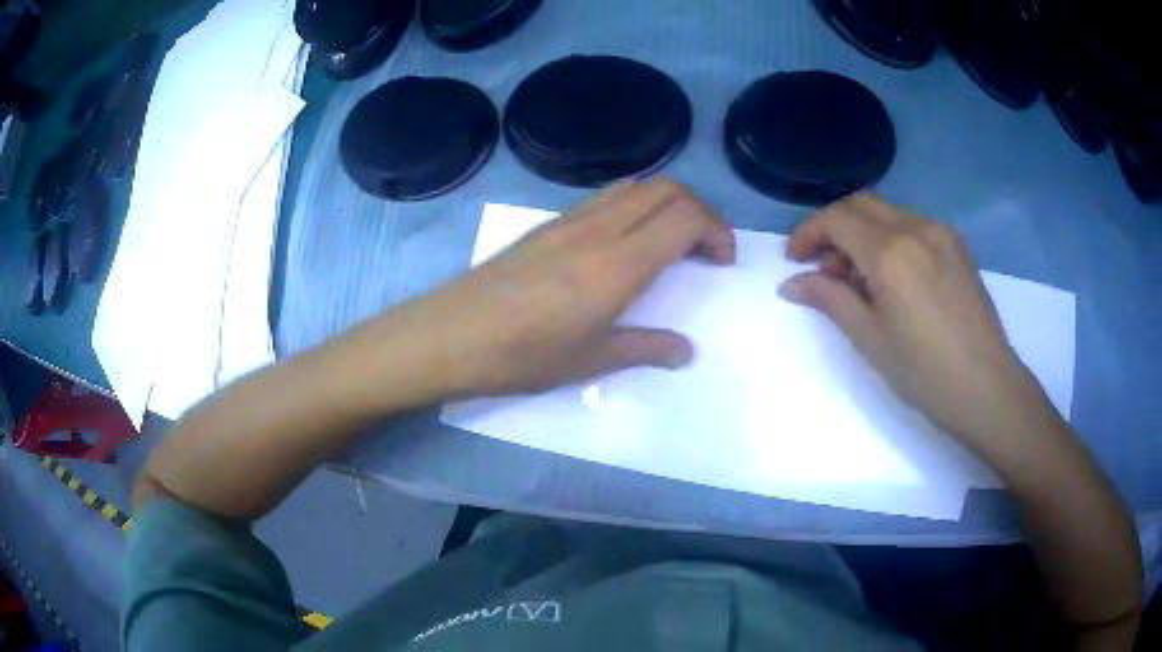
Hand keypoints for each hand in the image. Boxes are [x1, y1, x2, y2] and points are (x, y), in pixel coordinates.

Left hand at [354, 179, 735, 398]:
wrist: (450, 336)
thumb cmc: (521, 356)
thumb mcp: (590, 361)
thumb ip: (646, 348)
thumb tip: (685, 350)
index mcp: (618, 264)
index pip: (685, 217)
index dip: (717, 230)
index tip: (723, 261)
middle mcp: (598, 228)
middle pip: (667, 189)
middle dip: (700, 211)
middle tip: (706, 250)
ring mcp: (569, 220)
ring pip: (635, 187)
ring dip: (666, 204)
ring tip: (671, 243)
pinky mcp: (547, 224)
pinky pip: (605, 198)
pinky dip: (634, 206)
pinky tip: (625, 243)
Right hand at [779, 193, 1049, 445]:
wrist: (987, 386)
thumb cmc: (924, 372)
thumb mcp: (870, 339)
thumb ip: (829, 299)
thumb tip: (791, 283)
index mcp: (890, 252)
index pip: (836, 219)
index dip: (808, 233)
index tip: (794, 260)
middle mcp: (915, 228)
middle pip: (860, 205)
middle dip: (833, 227)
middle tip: (821, 266)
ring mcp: (940, 233)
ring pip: (887, 212)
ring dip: (861, 232)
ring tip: (857, 277)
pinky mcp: (956, 245)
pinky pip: (912, 225)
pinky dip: (889, 238)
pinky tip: (892, 276)